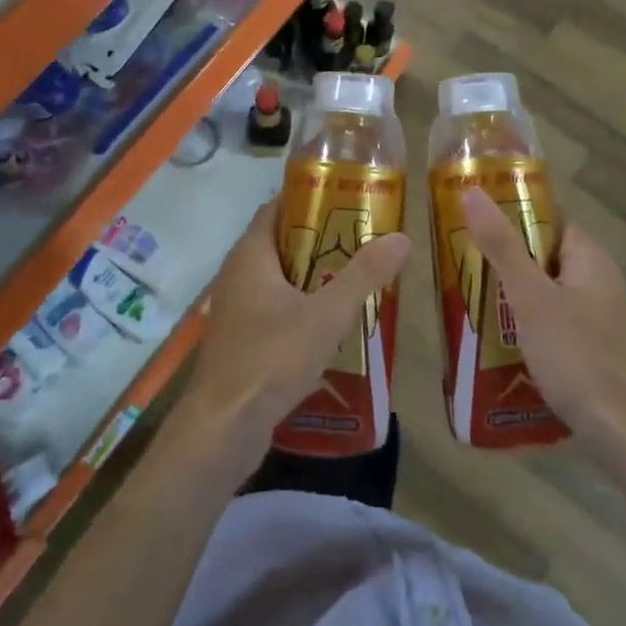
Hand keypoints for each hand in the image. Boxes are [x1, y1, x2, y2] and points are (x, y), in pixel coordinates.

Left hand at [179, 198, 411, 473]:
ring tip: (354, 274)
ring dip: (311, 274)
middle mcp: (237, 274)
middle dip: (320, 237)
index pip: (277, 206)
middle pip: (281, 240)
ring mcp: (236, 308)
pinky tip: (330, 320)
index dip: (310, 197)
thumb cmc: (271, 358)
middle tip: (363, 237)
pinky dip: (300, 303)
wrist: (223, 428)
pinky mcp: (240, 338)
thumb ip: (364, 275)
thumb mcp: (327, 314)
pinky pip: (273, 306)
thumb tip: (401, 237)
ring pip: (278, 277)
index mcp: (251, 255)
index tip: (347, 197)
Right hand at [462, 187, 625, 456]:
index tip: (474, 215)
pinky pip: (555, 321)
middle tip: (462, 259)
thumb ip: (501, 246)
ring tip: (469, 297)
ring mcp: (599, 316)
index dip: (513, 211)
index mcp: (590, 257)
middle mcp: (599, 280)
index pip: (550, 217)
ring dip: (514, 293)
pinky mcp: (594, 347)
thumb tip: (472, 190)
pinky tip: (499, 338)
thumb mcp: (531, 297)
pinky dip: (528, 322)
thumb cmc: (576, 355)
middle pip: (546, 254)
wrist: (623, 431)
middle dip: (506, 256)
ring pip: (548, 290)